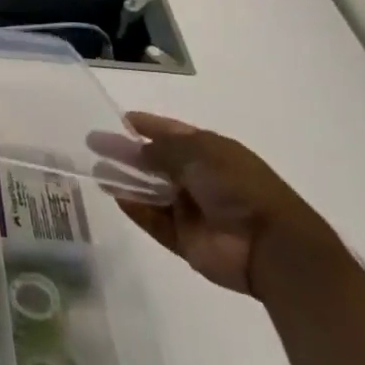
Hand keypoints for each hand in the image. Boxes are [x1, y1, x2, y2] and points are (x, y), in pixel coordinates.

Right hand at [88, 112, 336, 298]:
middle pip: (156, 161)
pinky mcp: (186, 240)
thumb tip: (136, 146)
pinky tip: (115, 196)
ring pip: (151, 191)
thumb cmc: (238, 186)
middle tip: (94, 143)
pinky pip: (155, 221)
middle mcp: (199, 178)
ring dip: (126, 180)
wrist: (270, 246)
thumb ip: (163, 148)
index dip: (147, 124)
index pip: (172, 133)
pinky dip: (136, 209)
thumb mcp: (199, 152)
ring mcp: (192, 210)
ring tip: (96, 170)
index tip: (120, 119)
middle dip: (127, 151)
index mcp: (210, 152)